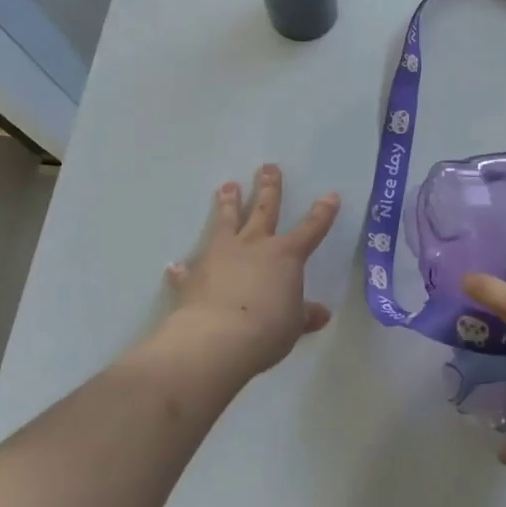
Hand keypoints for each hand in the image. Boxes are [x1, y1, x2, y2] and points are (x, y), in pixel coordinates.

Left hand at [162, 165, 339, 378]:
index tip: (330, 195)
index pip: (311, 229)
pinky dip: (183, 269)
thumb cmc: (267, 329)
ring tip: (227, 186)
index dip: (323, 213)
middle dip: (268, 188)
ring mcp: (221, 255)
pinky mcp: (194, 275)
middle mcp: (254, 246)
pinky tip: (175, 265)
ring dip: (228, 204)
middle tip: (267, 167)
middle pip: (264, 210)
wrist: (217, 339)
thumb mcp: (294, 325)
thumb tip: (322, 314)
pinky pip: (188, 269)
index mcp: (286, 255)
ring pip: (226, 222)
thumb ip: (306, 315)